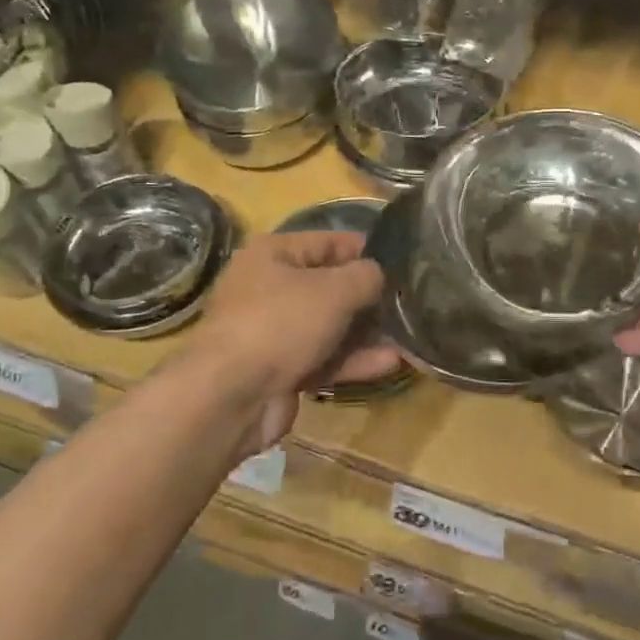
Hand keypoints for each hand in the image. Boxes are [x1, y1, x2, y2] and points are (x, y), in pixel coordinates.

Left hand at [188, 231, 401, 454]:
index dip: (365, 250)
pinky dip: (352, 360)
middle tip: (408, 302)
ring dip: (365, 332)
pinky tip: (389, 363)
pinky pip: (323, 358)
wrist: (231, 396)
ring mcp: (273, 332)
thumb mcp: (334, 290)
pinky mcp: (280, 370)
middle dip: (368, 296)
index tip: (402, 261)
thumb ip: (366, 276)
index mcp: (273, 254)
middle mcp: (269, 288)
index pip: (327, 242)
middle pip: (329, 286)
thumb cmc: (281, 323)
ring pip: (328, 326)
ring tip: (407, 335)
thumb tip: (380, 274)